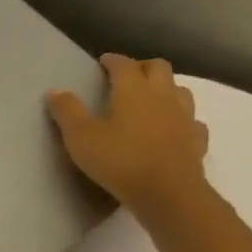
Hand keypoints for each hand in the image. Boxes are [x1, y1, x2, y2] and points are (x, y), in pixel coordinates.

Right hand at [47, 53, 210, 223]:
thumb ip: (68, 111)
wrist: (167, 191)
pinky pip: (191, 121)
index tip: (102, 62)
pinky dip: (181, 119)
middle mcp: (163, 95)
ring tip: (151, 99)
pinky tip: (173, 129)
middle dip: (142, 67)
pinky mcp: (196, 139)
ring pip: (179, 90)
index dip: (112, 61)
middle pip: (158, 68)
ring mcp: (185, 116)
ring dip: (165, 89)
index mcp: (134, 90)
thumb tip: (56, 90)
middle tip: (127, 76)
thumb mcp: (81, 137)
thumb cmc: (119, 160)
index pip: (124, 65)